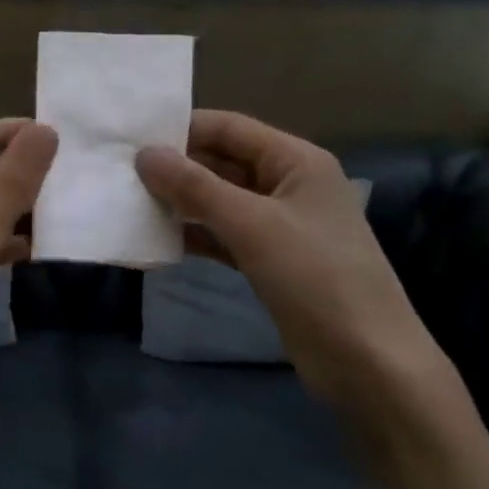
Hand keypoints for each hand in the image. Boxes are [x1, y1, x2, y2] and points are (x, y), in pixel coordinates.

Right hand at [136, 111, 445, 410]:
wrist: (365, 359)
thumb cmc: (314, 277)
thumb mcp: (252, 224)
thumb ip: (195, 187)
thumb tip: (144, 155)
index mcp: (296, 161)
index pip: (230, 128)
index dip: (183, 130)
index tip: (131, 140)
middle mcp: (288, 185)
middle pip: (223, 162)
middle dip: (177, 168)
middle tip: (122, 174)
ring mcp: (280, 225)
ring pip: (220, 201)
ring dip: (181, 202)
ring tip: (131, 203)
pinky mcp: (270, 260)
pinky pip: (224, 235)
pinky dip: (196, 234)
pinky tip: (159, 239)